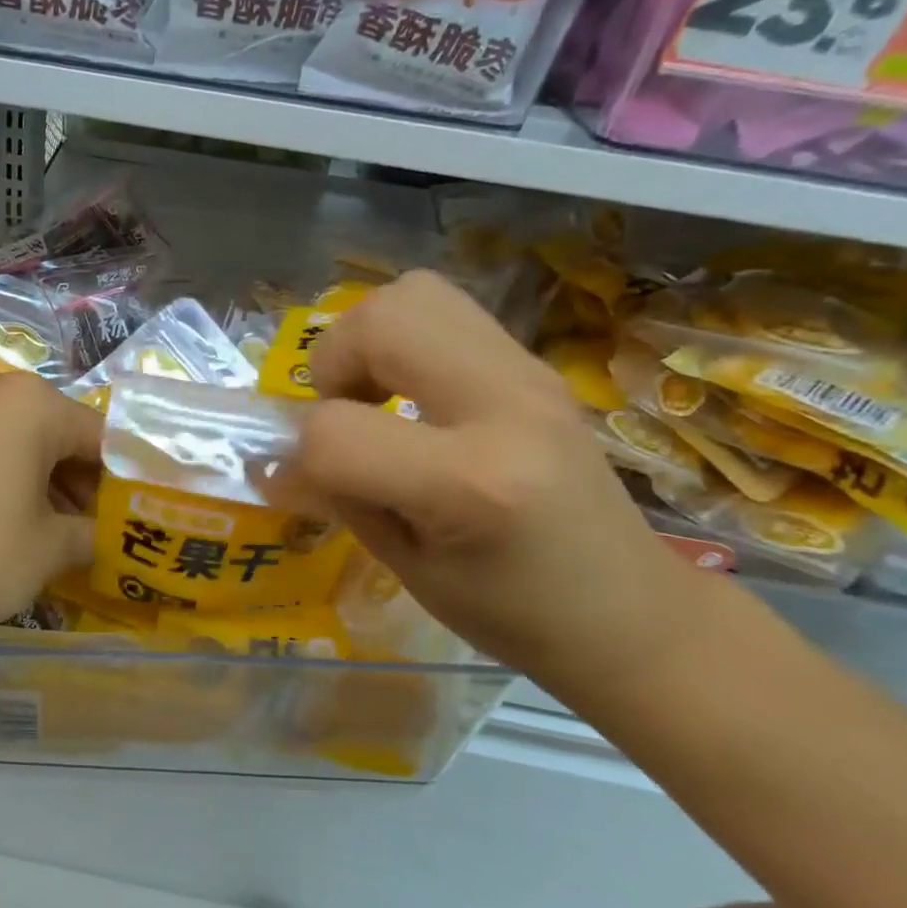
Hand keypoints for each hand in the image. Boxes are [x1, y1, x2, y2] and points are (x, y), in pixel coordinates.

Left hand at [0, 369, 101, 643]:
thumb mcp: (48, 550)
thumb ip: (91, 534)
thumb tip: (105, 536)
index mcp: (34, 402)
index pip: (103, 438)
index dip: (126, 482)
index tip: (138, 520)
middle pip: (63, 436)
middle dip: (85, 485)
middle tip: (100, 535)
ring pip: (26, 443)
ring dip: (50, 486)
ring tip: (63, 538)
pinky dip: (12, 481)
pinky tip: (17, 525)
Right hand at [281, 270, 717, 689]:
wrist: (632, 612)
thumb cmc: (515, 614)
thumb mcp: (408, 569)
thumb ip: (338, 497)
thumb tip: (273, 461)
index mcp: (472, 483)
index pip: (337, 432)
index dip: (303, 456)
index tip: (312, 483)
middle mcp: (506, 405)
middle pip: (381, 320)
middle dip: (333, 362)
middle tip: (343, 412)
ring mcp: (529, 373)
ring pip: (415, 293)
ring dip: (369, 339)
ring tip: (375, 396)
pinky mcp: (534, 364)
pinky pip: (446, 313)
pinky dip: (404, 341)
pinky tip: (412, 397)